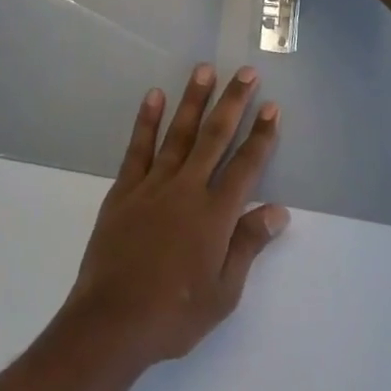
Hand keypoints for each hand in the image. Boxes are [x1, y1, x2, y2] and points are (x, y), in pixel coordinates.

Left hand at [63, 66, 287, 366]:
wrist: (112, 320)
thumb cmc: (174, 314)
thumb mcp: (223, 292)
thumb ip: (247, 245)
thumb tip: (277, 211)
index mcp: (215, 215)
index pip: (246, 166)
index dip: (261, 136)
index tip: (272, 107)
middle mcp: (187, 189)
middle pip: (215, 137)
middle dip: (233, 102)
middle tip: (246, 72)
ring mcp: (153, 184)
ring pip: (178, 133)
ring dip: (193, 99)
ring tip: (204, 69)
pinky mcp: (125, 188)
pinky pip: (139, 147)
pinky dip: (147, 120)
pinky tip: (154, 95)